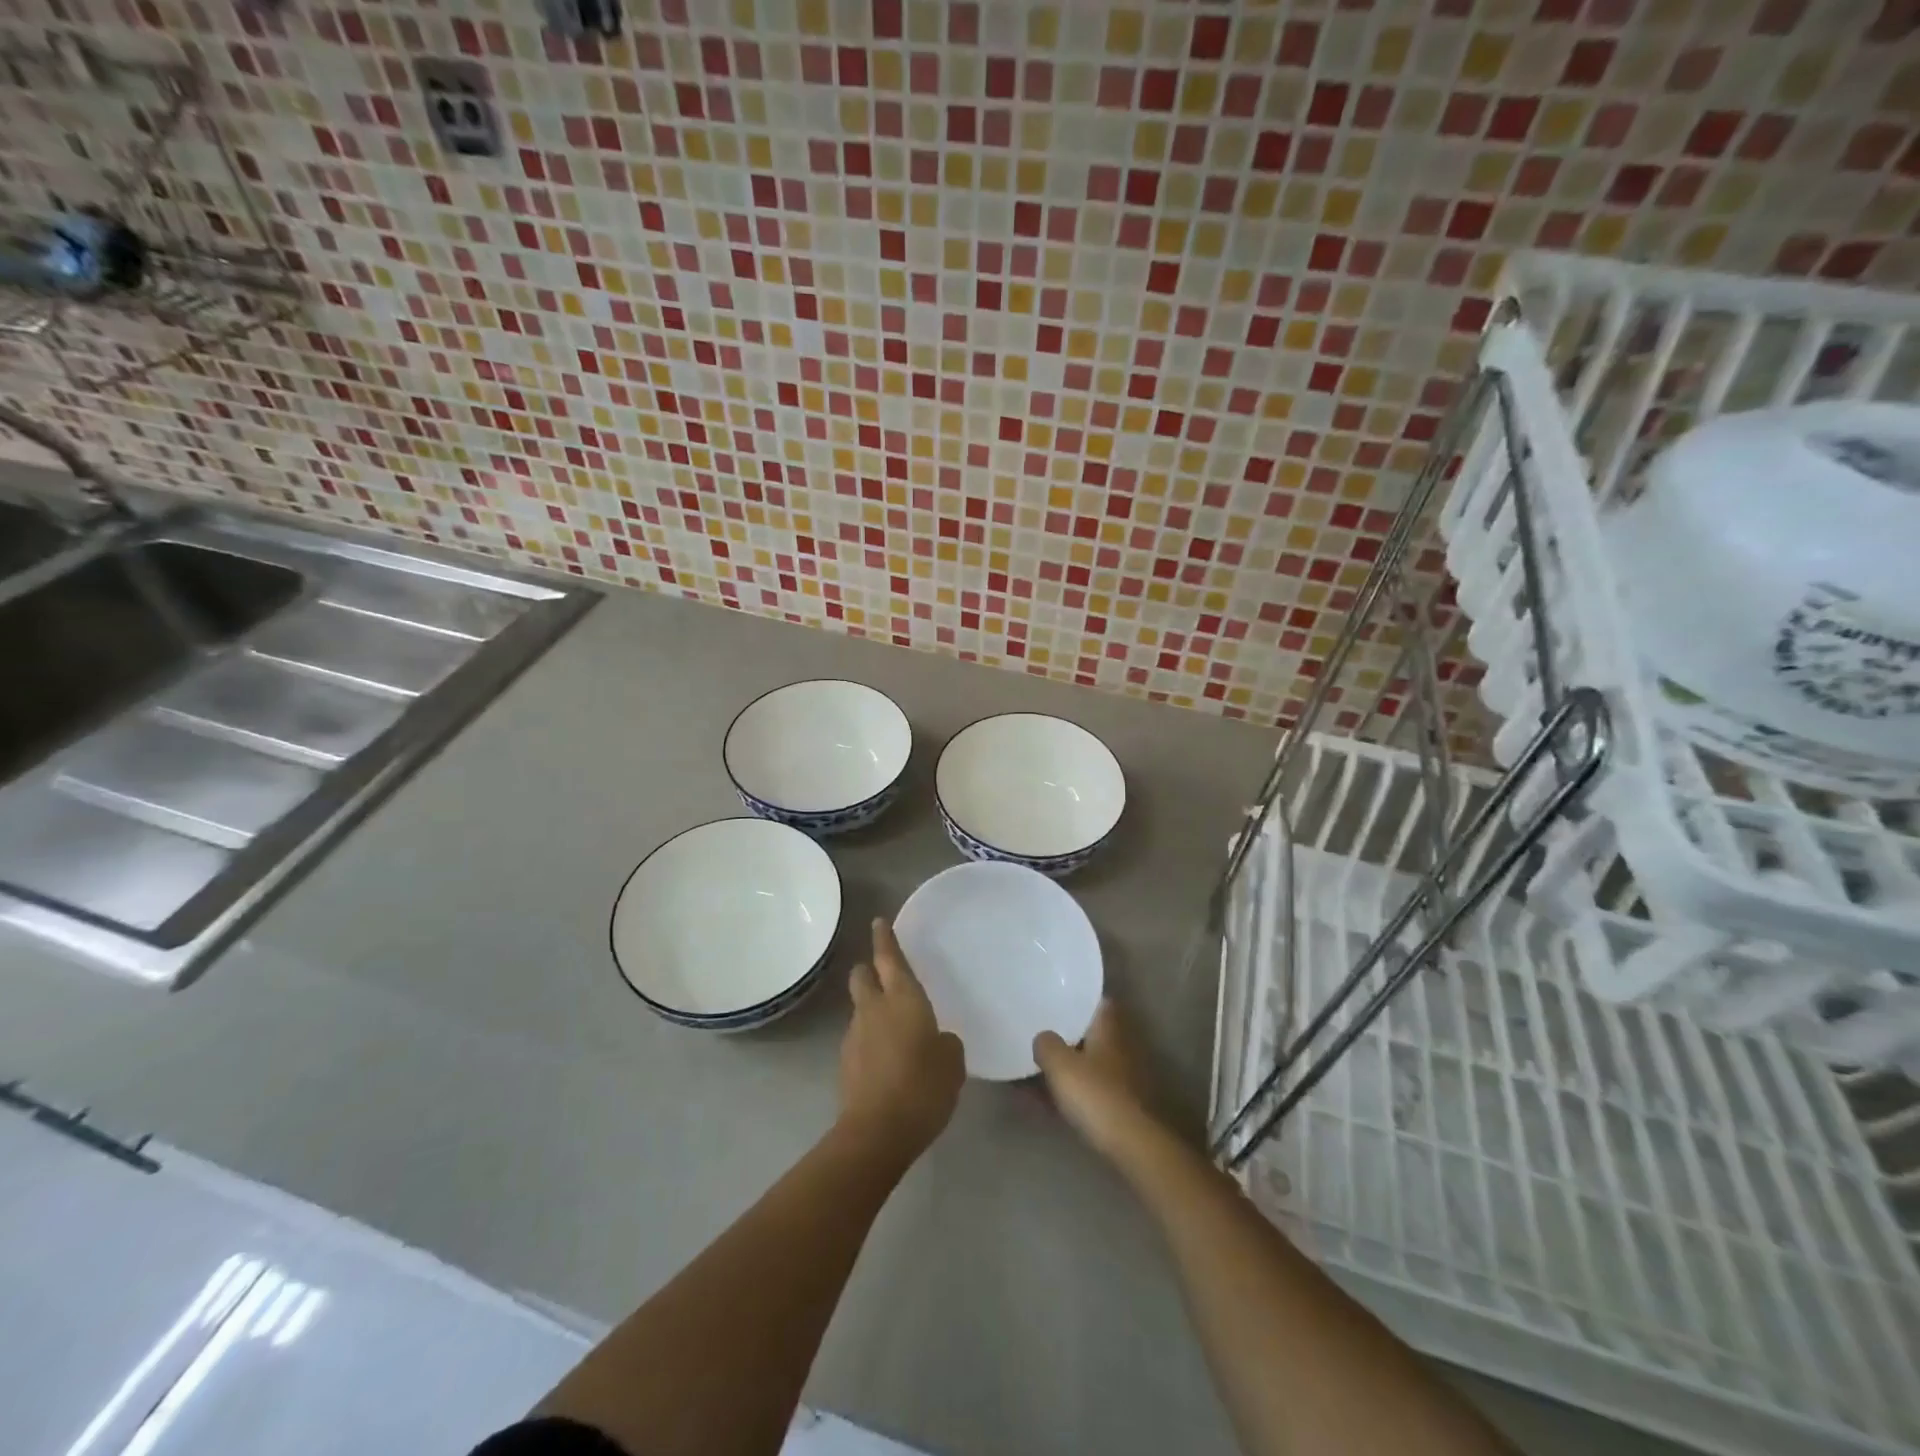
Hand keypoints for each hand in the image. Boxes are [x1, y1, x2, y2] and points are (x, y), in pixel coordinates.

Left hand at [838, 918, 964, 1161]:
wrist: (876, 1132)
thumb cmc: (922, 1087)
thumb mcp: (952, 1063)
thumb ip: (945, 1043)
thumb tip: (937, 1041)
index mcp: (903, 999)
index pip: (889, 958)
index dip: (884, 938)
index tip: (879, 922)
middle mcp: (874, 1009)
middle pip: (862, 976)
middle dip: (869, 969)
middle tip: (882, 971)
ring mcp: (855, 1035)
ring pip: (860, 1008)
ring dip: (871, 1008)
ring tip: (893, 1026)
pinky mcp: (846, 1062)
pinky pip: (860, 1037)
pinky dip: (870, 1038)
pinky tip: (887, 1058)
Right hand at [1034, 999, 1163, 1161]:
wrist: (1130, 1144)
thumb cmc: (1095, 1093)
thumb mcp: (1060, 1064)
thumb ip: (1047, 1044)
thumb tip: (1042, 1037)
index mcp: (1107, 1028)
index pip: (1096, 1001)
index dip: (1076, 998)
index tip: (1054, 998)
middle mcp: (1117, 1047)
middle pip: (1088, 1033)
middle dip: (1064, 1034)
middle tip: (1036, 1031)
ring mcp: (1118, 1077)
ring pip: (1084, 1063)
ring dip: (1062, 1066)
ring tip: (1031, 1068)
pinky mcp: (1115, 1105)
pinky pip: (1083, 1090)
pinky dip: (1064, 1092)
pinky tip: (1039, 1102)